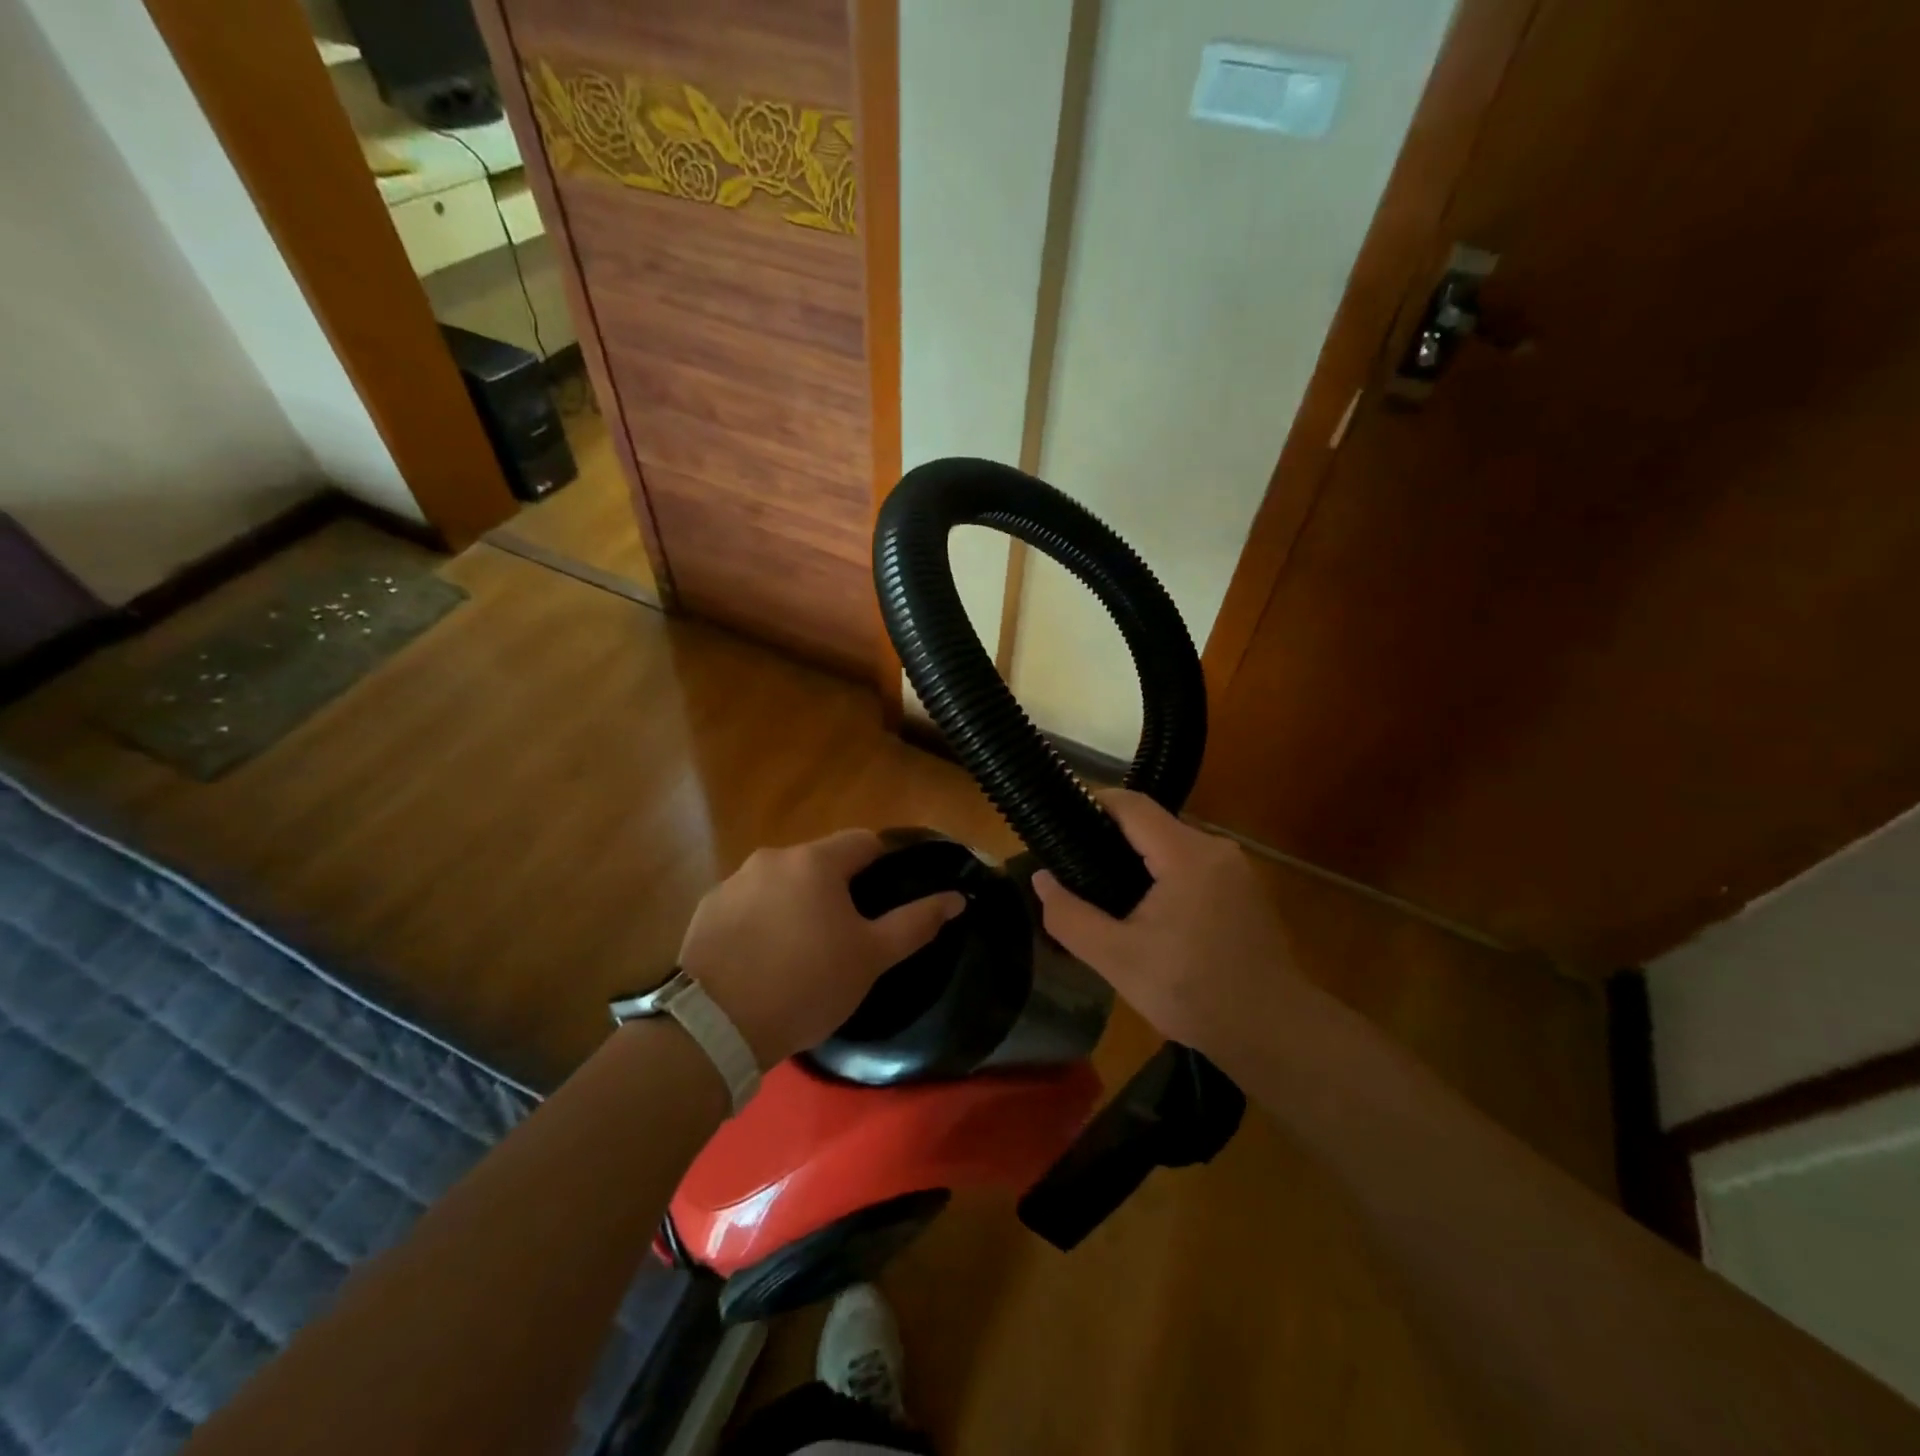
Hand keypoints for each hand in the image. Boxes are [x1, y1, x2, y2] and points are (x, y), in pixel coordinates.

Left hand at [678, 829, 964, 1066]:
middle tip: (847, 935)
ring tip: (803, 951)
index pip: (863, 842)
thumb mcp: (871, 958)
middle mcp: (772, 858)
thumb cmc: (806, 985)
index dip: (883, 865)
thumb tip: (956, 898)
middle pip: (820, 862)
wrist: (715, 1027)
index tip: (888, 899)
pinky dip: (763, 919)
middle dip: (838, 889)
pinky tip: (763, 959)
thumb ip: (916, 922)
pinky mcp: (706, 909)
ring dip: (798, 903)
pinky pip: (749, 904)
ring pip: (783, 882)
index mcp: (815, 862)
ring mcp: (733, 882)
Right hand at [1031, 790, 1295, 1052]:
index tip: (1058, 821)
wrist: (1275, 1033)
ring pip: (1172, 846)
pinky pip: (1192, 866)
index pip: (1131, 804)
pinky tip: (1145, 911)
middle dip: (1109, 838)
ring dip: (1137, 860)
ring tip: (1100, 890)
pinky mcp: (1245, 891)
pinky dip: (1163, 876)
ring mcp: (1236, 870)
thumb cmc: (1194, 993)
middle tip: (1072, 865)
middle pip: (1152, 825)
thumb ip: (1070, 916)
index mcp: (1187, 854)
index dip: (1092, 803)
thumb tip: (1041, 878)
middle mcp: (1216, 849)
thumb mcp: (1118, 960)